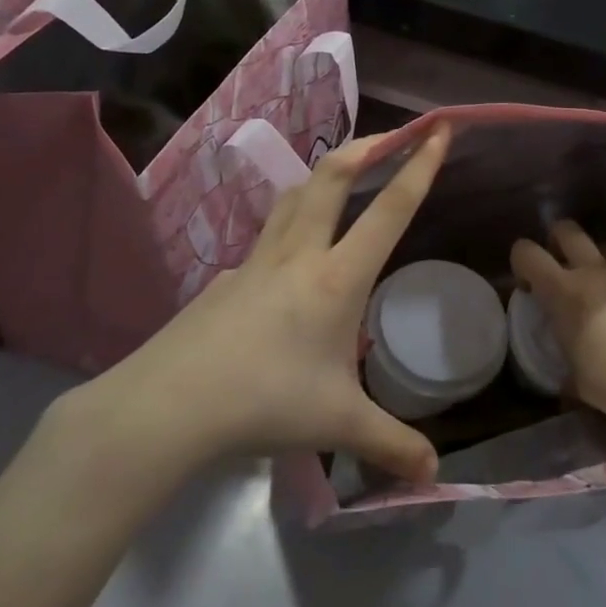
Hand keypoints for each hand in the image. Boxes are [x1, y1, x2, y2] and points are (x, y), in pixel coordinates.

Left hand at [56, 128, 451, 507]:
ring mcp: (258, 260)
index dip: (419, 166)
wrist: (168, 405)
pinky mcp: (229, 277)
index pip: (390, 210)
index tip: (437, 129)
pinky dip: (293, 218)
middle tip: (396, 135)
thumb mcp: (337, 425)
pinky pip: (269, 233)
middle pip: (333, 177)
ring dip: (326, 172)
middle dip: (369, 146)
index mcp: (337, 277)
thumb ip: (391, 445)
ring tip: (347, 171)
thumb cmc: (265, 402)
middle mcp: (300, 254)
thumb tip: (434, 477)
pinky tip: (293, 251)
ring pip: (296, 194)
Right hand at [511, 221, 605, 431]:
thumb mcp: (576, 379)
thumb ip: (566, 365)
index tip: (527, 285)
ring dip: (597, 255)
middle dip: (557, 241)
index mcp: (562, 291)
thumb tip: (566, 375)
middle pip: (566, 230)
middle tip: (560, 267)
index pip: (527, 253)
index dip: (520, 262)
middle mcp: (593, 271)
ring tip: (599, 280)